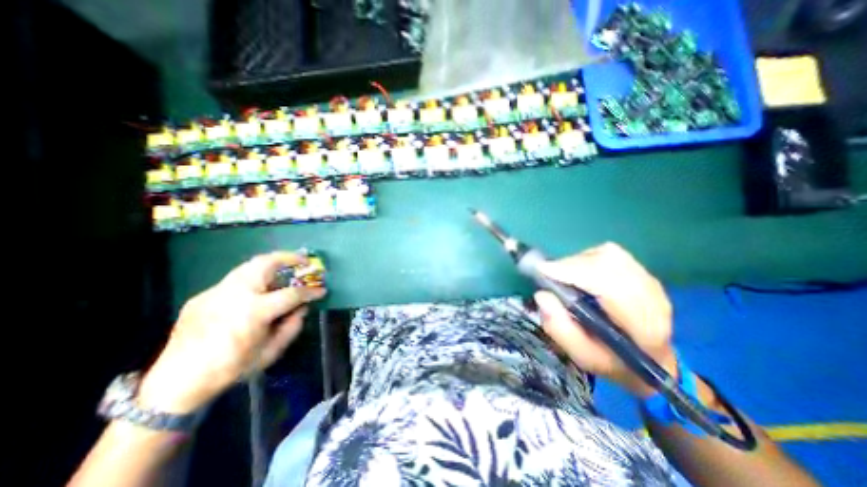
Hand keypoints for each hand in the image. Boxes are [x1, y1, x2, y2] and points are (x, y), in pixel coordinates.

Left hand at [137, 251, 326, 413]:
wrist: (175, 383)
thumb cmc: (231, 369)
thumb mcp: (270, 352)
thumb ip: (292, 326)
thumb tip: (302, 308)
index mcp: (255, 311)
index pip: (292, 294)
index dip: (310, 291)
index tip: (321, 291)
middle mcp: (236, 294)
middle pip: (267, 263)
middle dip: (290, 258)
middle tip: (303, 261)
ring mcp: (216, 291)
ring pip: (249, 265)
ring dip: (271, 265)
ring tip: (284, 270)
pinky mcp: (202, 295)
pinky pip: (234, 280)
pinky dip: (252, 281)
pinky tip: (254, 294)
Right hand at [536, 242, 675, 397]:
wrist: (652, 361)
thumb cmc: (614, 362)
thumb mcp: (583, 356)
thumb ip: (561, 329)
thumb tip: (542, 295)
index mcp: (644, 327)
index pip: (610, 286)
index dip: (574, 272)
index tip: (543, 270)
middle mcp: (653, 298)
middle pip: (609, 263)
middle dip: (571, 265)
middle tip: (548, 274)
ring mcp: (651, 282)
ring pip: (609, 255)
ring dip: (578, 261)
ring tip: (563, 275)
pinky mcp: (643, 272)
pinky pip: (610, 254)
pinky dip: (587, 258)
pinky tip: (578, 272)